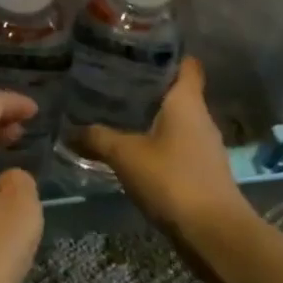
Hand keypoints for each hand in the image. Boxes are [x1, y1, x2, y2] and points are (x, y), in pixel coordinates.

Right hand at [78, 57, 253, 255]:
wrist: (213, 232)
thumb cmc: (172, 180)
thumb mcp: (126, 155)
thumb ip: (97, 138)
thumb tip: (69, 130)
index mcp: (187, 101)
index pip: (186, 64)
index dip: (167, 53)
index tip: (138, 49)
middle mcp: (200, 117)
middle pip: (177, 91)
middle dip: (148, 86)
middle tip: (113, 81)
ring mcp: (204, 145)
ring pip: (176, 120)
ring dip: (151, 116)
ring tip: (116, 113)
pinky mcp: (201, 170)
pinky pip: (176, 145)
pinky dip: (157, 142)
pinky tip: (132, 149)